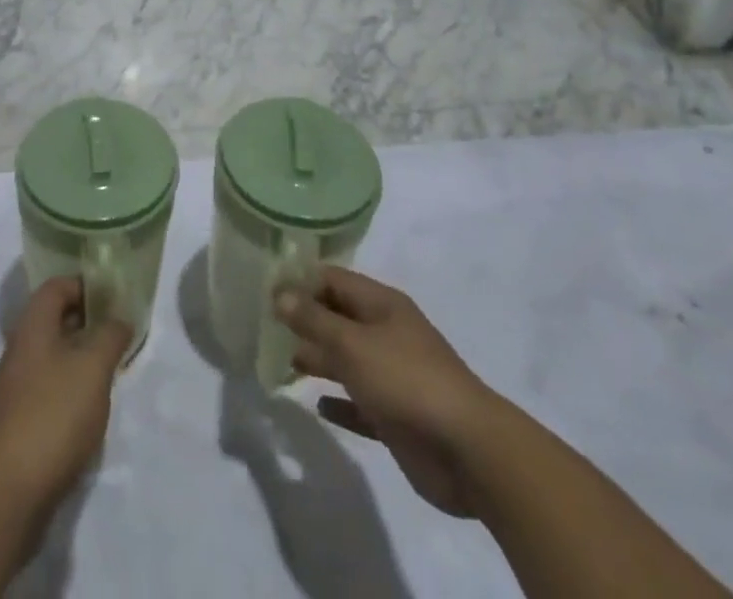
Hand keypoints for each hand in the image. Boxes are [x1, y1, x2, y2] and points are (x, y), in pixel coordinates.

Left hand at [0, 276, 129, 524]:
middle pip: (53, 321)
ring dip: (79, 359)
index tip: (113, 300)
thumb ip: (110, 336)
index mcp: (32, 327)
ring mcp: (13, 389)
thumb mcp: (93, 368)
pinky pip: (46, 390)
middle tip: (117, 336)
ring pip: (51, 357)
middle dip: (86, 324)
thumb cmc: (53, 415)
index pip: (56, 287)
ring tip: (108, 374)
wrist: (7, 495)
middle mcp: (18, 351)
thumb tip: (119, 318)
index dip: (85, 286)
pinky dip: (68, 390)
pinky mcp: (16, 424)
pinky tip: (87, 412)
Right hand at [277, 267, 496, 516]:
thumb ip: (314, 320)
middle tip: (263, 328)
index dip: (301, 281)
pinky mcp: (396, 417)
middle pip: (338, 318)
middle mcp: (386, 334)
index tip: (265, 289)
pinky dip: (340, 402)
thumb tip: (280, 294)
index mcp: (381, 305)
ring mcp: (393, 376)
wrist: (469, 452)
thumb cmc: (406, 381)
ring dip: (318, 360)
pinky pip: (360, 403)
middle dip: (305, 321)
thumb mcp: (353, 344)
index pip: (333, 280)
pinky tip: (317, 406)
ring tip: (280, 363)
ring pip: (347, 360)